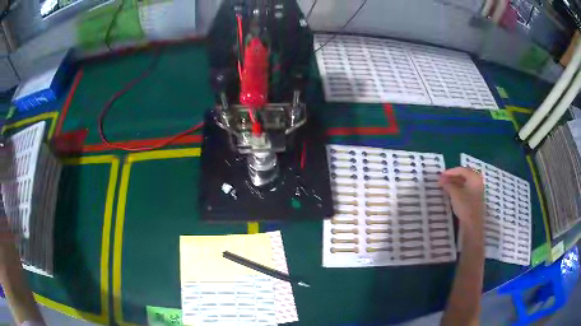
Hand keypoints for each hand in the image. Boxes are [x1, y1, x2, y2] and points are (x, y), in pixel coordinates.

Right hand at [439, 167, 483, 236]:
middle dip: (452, 177)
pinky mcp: (475, 199)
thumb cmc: (465, 206)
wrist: (472, 225)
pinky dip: (458, 189)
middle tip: (442, 180)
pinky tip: (451, 192)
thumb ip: (448, 184)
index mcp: (474, 177)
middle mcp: (477, 181)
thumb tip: (441, 179)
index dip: (450, 171)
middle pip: (464, 175)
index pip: (461, 170)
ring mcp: (477, 191)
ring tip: (445, 186)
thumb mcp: (455, 194)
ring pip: (465, 183)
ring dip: (454, 183)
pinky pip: (466, 189)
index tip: (441, 175)